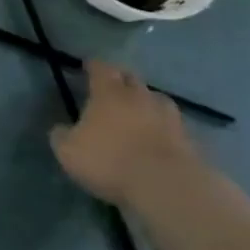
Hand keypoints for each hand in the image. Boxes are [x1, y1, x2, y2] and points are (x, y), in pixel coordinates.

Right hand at [50, 61, 199, 212]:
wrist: (166, 185)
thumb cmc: (109, 160)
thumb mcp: (68, 151)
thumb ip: (61, 135)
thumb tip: (62, 128)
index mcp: (109, 94)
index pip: (101, 69)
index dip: (93, 66)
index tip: (88, 64)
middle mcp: (140, 98)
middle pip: (132, 79)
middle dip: (122, 78)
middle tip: (113, 84)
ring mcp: (169, 117)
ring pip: (156, 99)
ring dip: (146, 101)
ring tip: (139, 110)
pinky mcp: (188, 139)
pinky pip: (172, 125)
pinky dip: (163, 127)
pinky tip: (158, 136)